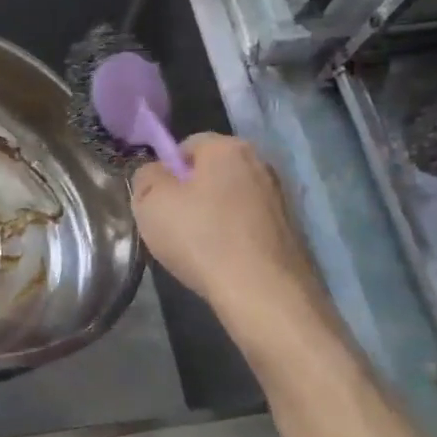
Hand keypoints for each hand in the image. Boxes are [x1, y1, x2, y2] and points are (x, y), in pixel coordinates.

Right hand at [132, 133, 333, 334]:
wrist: (262, 292)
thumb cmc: (200, 238)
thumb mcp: (150, 203)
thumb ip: (145, 177)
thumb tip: (154, 173)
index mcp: (228, 148)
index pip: (187, 144)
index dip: (166, 170)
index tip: (157, 201)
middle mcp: (261, 164)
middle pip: (212, 172)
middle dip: (190, 192)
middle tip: (171, 224)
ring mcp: (280, 198)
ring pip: (231, 199)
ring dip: (212, 216)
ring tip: (196, 248)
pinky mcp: (290, 231)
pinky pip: (248, 225)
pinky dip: (233, 237)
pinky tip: (220, 261)